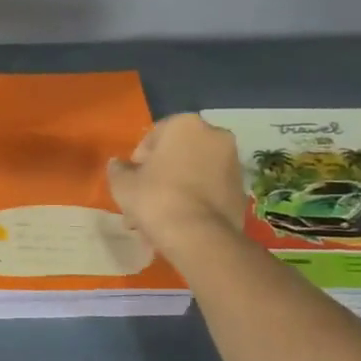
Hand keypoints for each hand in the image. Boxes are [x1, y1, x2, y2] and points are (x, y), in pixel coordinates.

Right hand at [107, 114, 245, 259]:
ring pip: (194, 175)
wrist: (198, 236)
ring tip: (159, 220)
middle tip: (144, 202)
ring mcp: (233, 165)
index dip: (139, 162)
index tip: (133, 182)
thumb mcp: (123, 183)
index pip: (153, 138)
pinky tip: (179, 225)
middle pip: (177, 156)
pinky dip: (196, 203)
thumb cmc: (156, 198)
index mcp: (185, 124)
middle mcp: (215, 136)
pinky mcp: (242, 192)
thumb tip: (118, 165)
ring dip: (177, 191)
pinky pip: (210, 193)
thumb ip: (118, 169)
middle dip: (160, 177)